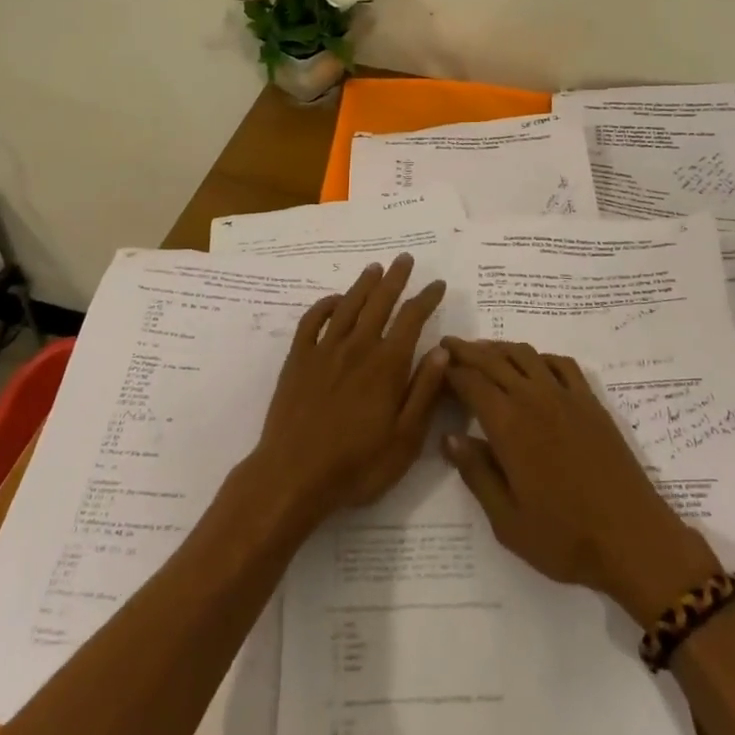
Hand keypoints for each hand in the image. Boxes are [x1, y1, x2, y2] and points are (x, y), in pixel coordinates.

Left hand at [251, 255, 448, 525]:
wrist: (293, 476)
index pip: (412, 320)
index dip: (426, 299)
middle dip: (396, 279)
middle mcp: (358, 347)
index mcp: (387, 365)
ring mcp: (324, 350)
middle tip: (405, 258)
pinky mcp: (298, 359)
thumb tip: (441, 350)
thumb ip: (424, 391)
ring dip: (363, 284)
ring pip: (348, 305)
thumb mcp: (405, 439)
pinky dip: (324, 305)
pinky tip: (334, 301)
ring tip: (375, 268)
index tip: (438, 284)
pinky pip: (312, 321)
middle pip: (380, 302)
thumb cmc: (357, 465)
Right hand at [441, 338, 718, 623]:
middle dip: (468, 350)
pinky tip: (533, 366)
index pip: (471, 383)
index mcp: (509, 425)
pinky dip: (539, 357)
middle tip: (448, 345)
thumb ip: (476, 474)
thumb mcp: (507, 521)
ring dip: (500, 348)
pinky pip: (561, 364)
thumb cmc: (565, 538)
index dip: (450, 370)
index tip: (435, 365)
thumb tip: (450, 437)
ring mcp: (566, 396)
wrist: (633, 539)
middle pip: (494, 360)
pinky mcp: (590, 402)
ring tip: (483, 350)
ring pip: (525, 355)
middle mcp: (534, 398)